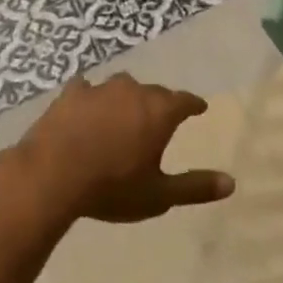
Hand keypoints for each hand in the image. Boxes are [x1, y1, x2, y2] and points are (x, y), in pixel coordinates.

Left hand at [12, 73, 232, 223]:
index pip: (185, 101)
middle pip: (154, 92)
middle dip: (159, 104)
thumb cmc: (111, 188)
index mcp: (160, 111)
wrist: (51, 177)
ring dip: (125, 98)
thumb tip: (232, 183)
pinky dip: (90, 97)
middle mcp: (134, 91)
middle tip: (158, 119)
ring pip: (121, 87)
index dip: (194, 105)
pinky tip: (85, 106)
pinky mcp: (70, 94)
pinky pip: (86, 88)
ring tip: (123, 113)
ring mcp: (100, 89)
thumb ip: (195, 187)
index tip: (199, 108)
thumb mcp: (158, 195)